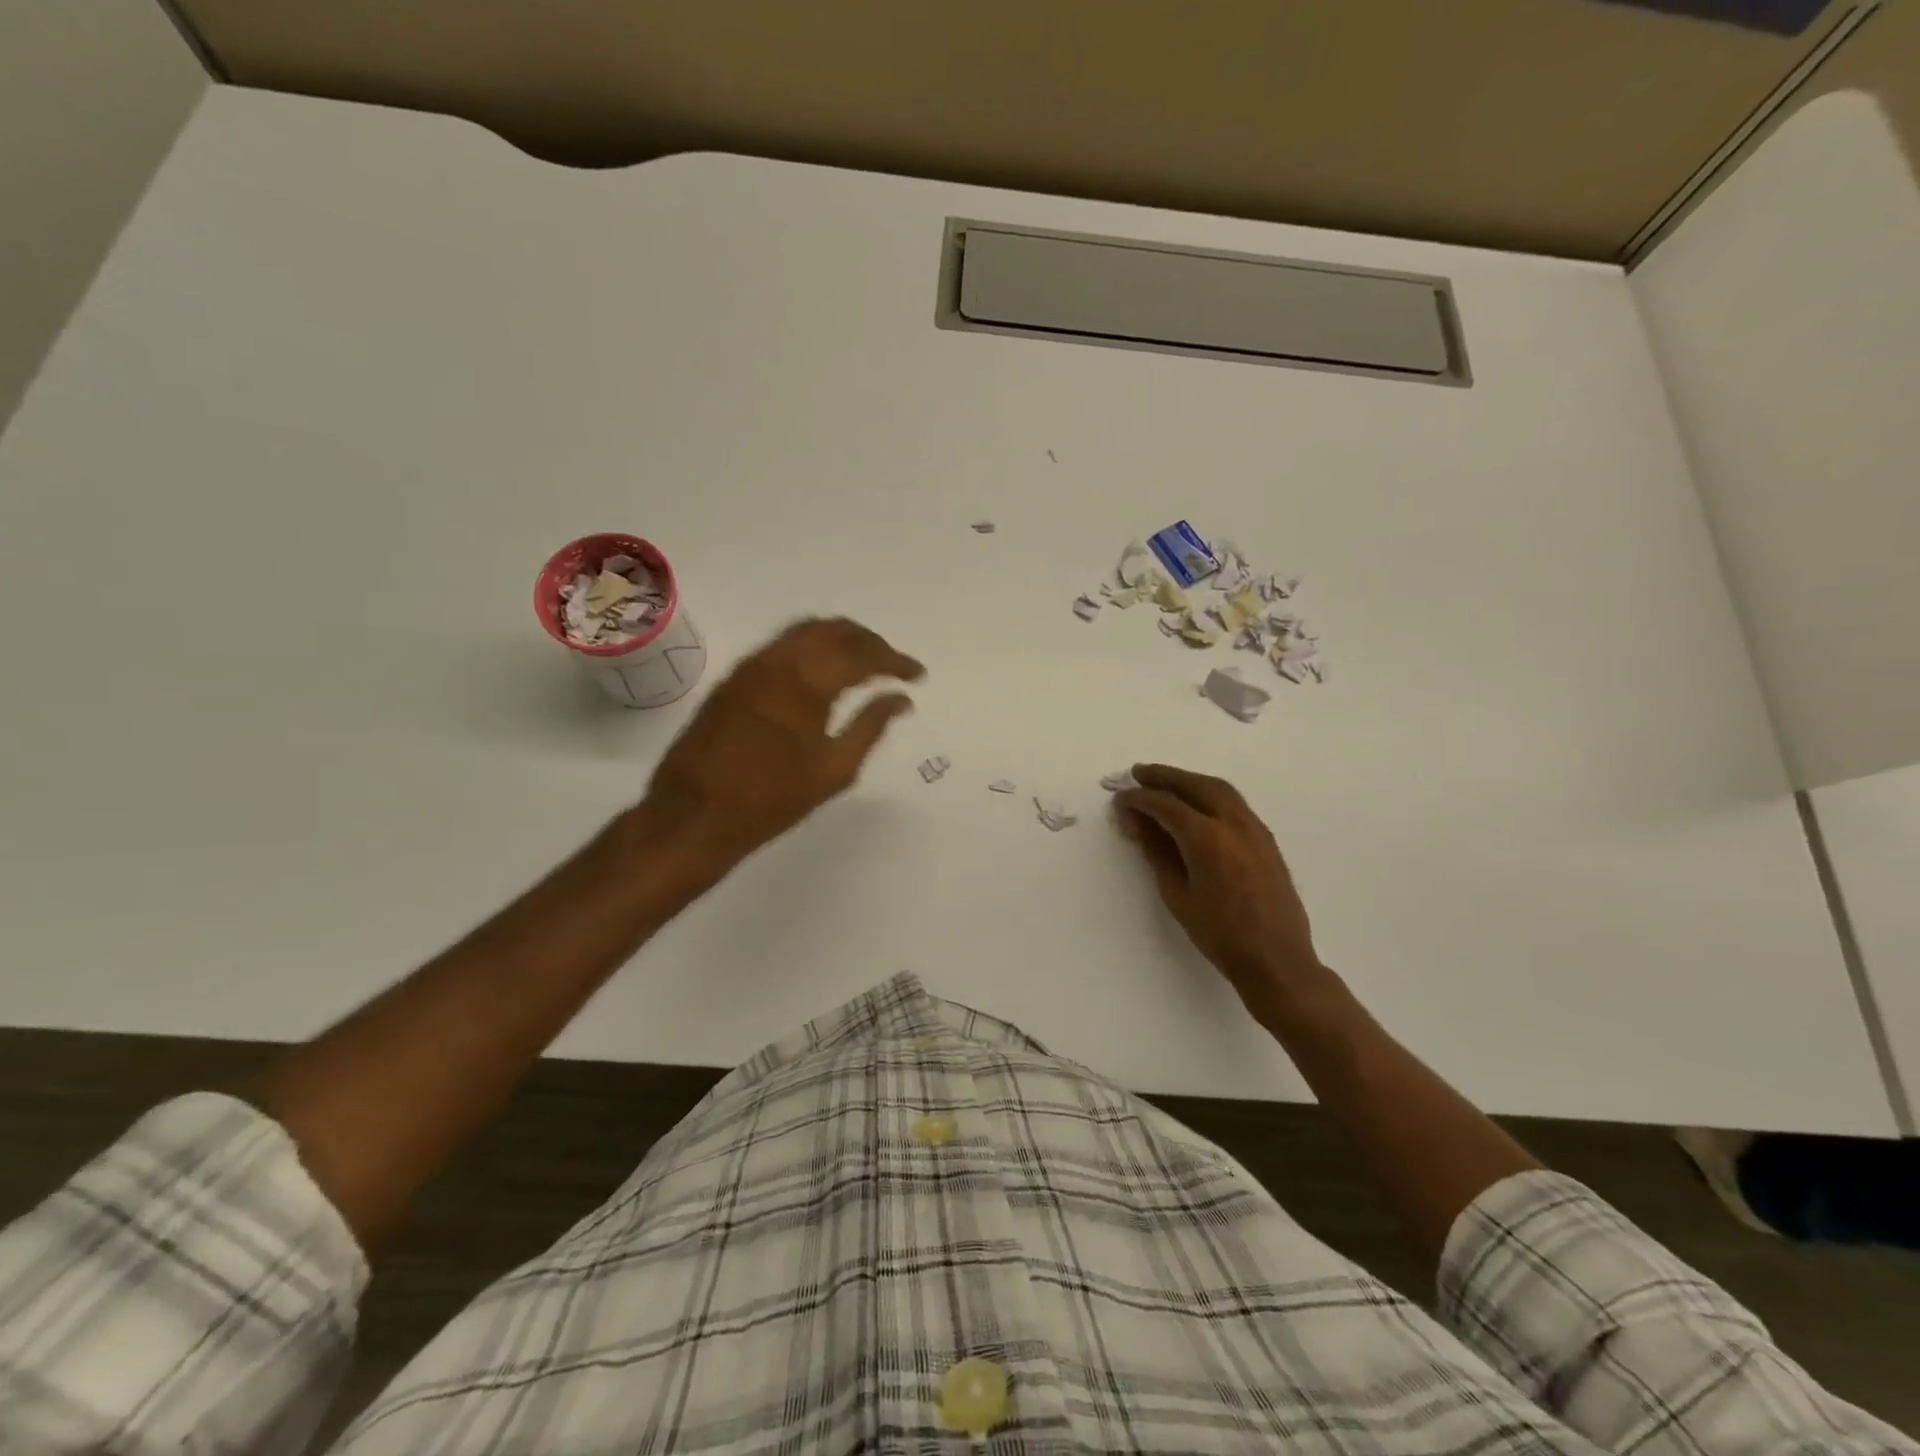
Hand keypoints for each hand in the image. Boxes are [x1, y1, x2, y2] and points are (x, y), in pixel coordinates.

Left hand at [645, 617, 923, 864]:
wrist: (695, 813)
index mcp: (809, 681)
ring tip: (862, 662)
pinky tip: (822, 671)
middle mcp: (780, 659)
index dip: (896, 661)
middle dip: (869, 642)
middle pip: (835, 630)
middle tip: (892, 664)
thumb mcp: (834, 769)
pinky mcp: (735, 676)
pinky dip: (811, 647)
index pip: (863, 654)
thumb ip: (871, 726)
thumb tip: (900, 699)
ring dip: (840, 639)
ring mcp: (753, 664)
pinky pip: (782, 644)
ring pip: (806, 631)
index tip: (917, 675)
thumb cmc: (772, 799)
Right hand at [1113, 764, 1327, 1023]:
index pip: (1166, 805)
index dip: (1139, 799)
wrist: (1276, 959)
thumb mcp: (1177, 895)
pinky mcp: (1265, 838)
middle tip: (1137, 774)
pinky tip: (1195, 803)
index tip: (1120, 798)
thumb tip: (1137, 823)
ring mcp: (1254, 828)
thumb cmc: (1219, 934)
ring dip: (1188, 780)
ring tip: (1163, 781)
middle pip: (1194, 785)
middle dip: (1164, 777)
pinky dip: (1208, 793)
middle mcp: (1233, 823)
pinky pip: (1233, 802)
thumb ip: (1157, 852)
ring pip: (1218, 788)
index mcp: (1207, 838)